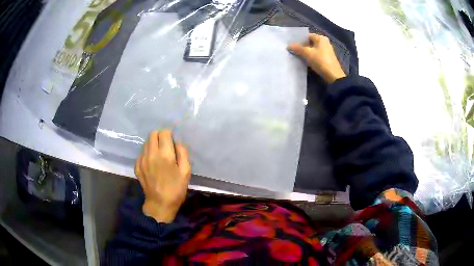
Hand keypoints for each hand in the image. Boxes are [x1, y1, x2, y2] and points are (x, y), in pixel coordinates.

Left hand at [135, 129, 190, 222]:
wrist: (160, 204)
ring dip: (153, 144)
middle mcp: (151, 154)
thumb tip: (177, 142)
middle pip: (152, 134)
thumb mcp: (186, 171)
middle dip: (160, 135)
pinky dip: (147, 153)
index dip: (169, 133)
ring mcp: (142, 160)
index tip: (172, 139)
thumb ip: (182, 153)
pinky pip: (141, 153)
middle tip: (165, 144)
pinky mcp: (137, 166)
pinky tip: (152, 163)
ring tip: (158, 154)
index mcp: (165, 155)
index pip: (164, 132)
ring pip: (146, 142)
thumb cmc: (176, 189)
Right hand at [288, 34, 345, 82]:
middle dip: (301, 46)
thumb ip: (297, 48)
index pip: (307, 36)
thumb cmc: (320, 61)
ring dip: (305, 52)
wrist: (333, 76)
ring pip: (312, 49)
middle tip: (292, 50)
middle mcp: (324, 42)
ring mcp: (326, 51)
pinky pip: (316, 55)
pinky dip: (310, 57)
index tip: (291, 44)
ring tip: (296, 56)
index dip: (299, 40)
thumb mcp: (307, 54)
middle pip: (309, 42)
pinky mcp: (326, 58)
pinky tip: (304, 61)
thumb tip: (288, 46)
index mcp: (321, 38)